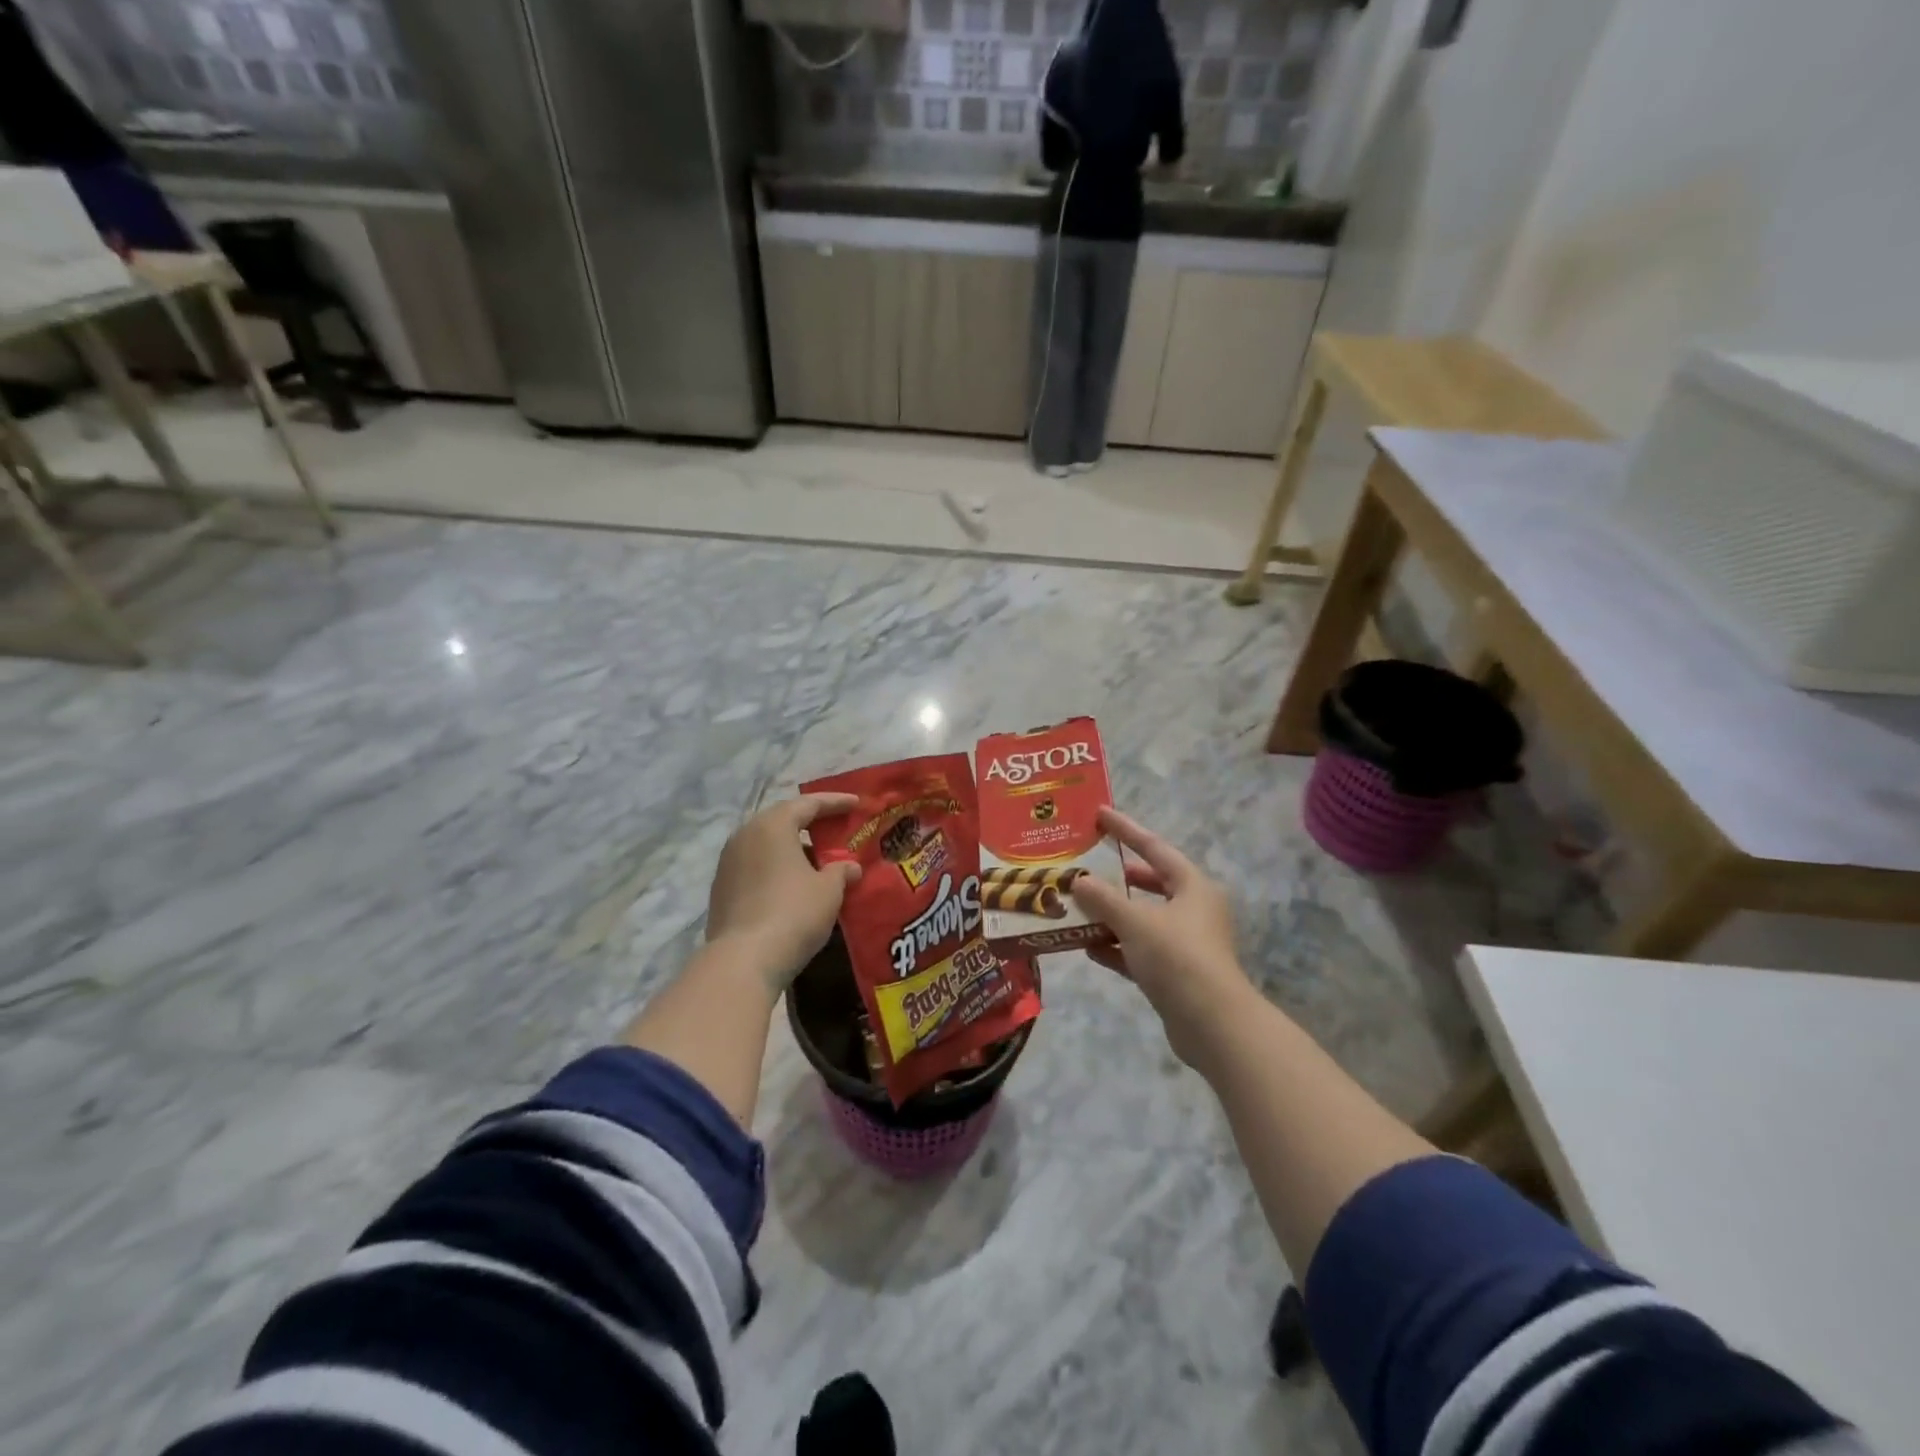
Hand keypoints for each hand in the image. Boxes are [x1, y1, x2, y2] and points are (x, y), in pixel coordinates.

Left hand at [705, 793, 861, 995]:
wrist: (743, 960)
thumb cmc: (793, 913)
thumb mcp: (829, 890)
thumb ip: (842, 871)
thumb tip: (849, 867)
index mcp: (772, 825)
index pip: (808, 804)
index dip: (835, 802)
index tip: (857, 804)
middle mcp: (745, 835)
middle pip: (783, 820)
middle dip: (812, 824)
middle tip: (837, 829)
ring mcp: (728, 863)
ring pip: (767, 845)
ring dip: (793, 848)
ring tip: (819, 861)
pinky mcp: (722, 889)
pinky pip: (756, 866)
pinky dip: (777, 868)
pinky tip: (794, 885)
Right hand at [1069, 807, 1254, 1067]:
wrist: (1212, 1024)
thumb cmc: (1177, 957)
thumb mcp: (1135, 921)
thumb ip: (1103, 899)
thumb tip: (1078, 881)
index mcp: (1192, 886)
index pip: (1154, 847)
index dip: (1126, 829)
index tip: (1099, 814)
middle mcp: (1193, 909)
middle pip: (1150, 884)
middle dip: (1117, 877)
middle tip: (1085, 866)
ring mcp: (1185, 943)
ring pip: (1142, 920)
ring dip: (1112, 915)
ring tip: (1077, 907)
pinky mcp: (1176, 974)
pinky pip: (1139, 951)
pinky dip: (1116, 947)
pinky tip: (1088, 948)